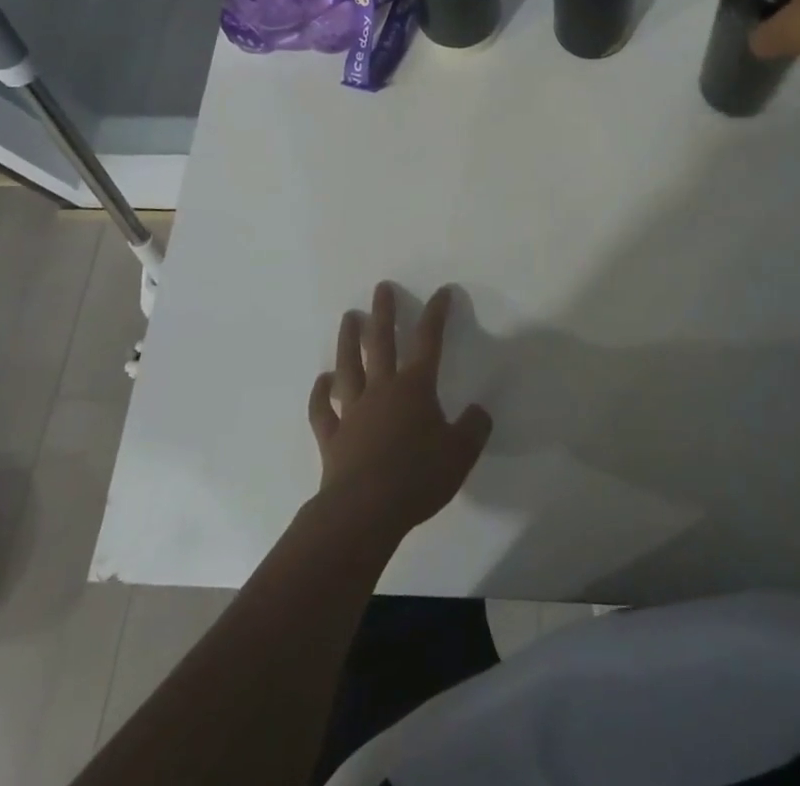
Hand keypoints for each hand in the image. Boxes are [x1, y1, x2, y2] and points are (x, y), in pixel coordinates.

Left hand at [308, 283, 492, 541]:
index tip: (442, 292)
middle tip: (381, 288)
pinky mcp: (332, 437)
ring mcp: (352, 411)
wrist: (364, 511)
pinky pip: (322, 410)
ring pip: (349, 367)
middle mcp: (381, 390)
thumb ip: (473, 428)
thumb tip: (479, 411)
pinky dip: (320, 393)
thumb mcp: (461, 453)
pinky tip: (322, 381)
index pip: (429, 341)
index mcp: (415, 387)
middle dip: (383, 312)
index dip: (436, 314)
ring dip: (348, 340)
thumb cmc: (417, 477)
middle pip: (381, 342)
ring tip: (349, 317)